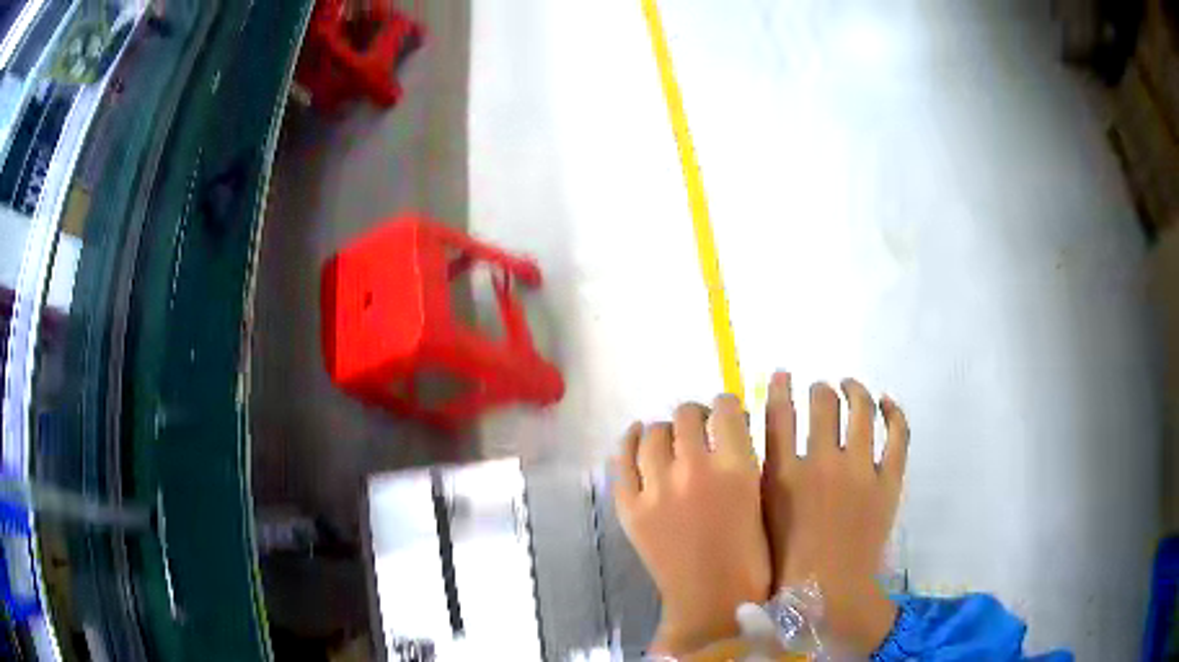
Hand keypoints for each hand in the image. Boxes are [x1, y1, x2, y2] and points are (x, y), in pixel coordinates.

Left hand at [613, 395, 771, 655]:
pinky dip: (629, 443)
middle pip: (686, 415)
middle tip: (700, 428)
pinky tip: (637, 437)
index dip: (726, 405)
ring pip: (654, 433)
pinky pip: (622, 461)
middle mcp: (693, 468)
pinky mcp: (630, 508)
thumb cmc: (750, 555)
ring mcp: (656, 488)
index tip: (726, 412)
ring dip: (665, 429)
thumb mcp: (759, 498)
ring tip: (670, 436)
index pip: (724, 409)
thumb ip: (744, 459)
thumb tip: (727, 429)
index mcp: (735, 466)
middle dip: (697, 415)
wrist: (713, 600)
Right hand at [762, 373, 909, 654]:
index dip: (781, 387)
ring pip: (862, 409)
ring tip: (851, 386)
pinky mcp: (890, 480)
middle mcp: (824, 462)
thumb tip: (758, 442)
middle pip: (823, 402)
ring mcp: (862, 470)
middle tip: (820, 389)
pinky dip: (893, 412)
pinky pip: (898, 434)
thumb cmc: (786, 563)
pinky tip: (886, 403)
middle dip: (819, 389)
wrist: (830, 592)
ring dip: (855, 390)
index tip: (783, 375)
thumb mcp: (760, 520)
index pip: (780, 412)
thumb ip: (758, 480)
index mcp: (786, 474)